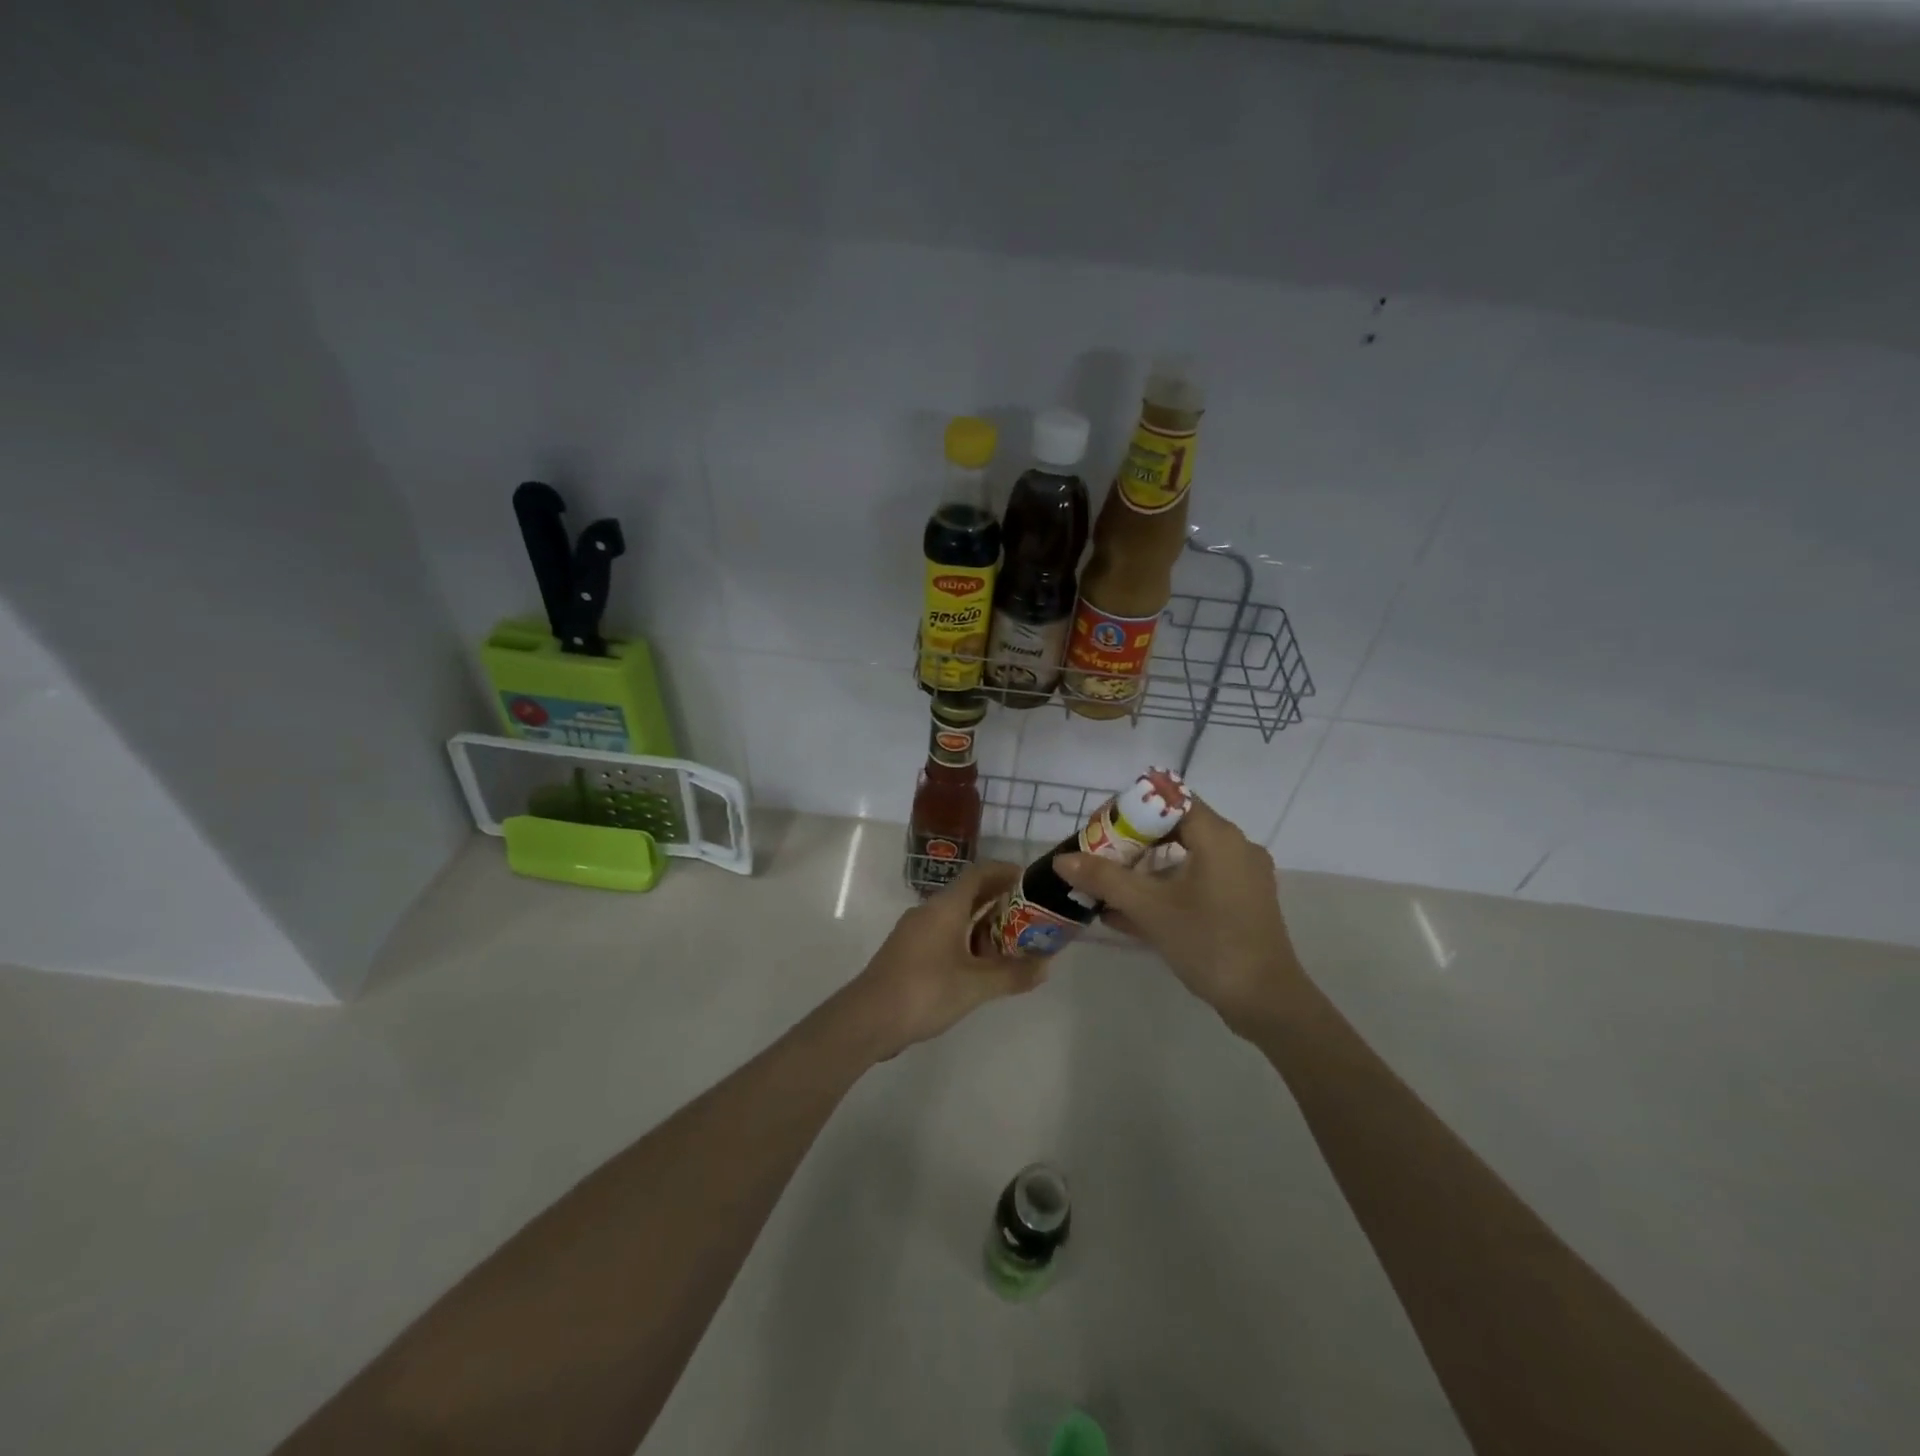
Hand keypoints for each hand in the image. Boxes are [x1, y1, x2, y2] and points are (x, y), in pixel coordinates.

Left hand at [844, 861, 1044, 1058]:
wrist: (868, 1019)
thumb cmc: (925, 991)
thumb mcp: (975, 985)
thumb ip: (1012, 974)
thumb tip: (1046, 966)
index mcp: (945, 907)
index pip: (979, 873)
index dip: (1005, 872)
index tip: (1030, 880)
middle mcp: (929, 911)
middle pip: (969, 894)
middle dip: (1000, 901)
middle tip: (1030, 916)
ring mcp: (915, 932)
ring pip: (956, 917)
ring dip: (983, 925)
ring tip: (1013, 944)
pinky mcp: (908, 952)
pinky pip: (944, 935)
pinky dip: (966, 941)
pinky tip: (981, 966)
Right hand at [1054, 799, 1302, 1035]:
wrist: (1266, 1001)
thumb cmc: (1208, 942)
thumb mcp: (1150, 908)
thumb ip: (1105, 879)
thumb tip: (1062, 860)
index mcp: (1218, 837)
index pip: (1170, 801)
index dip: (1132, 809)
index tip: (1101, 828)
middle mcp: (1235, 848)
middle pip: (1176, 828)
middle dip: (1133, 842)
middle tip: (1099, 857)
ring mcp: (1242, 877)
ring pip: (1186, 859)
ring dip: (1146, 870)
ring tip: (1108, 888)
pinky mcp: (1243, 904)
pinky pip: (1198, 883)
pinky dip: (1167, 889)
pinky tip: (1130, 915)